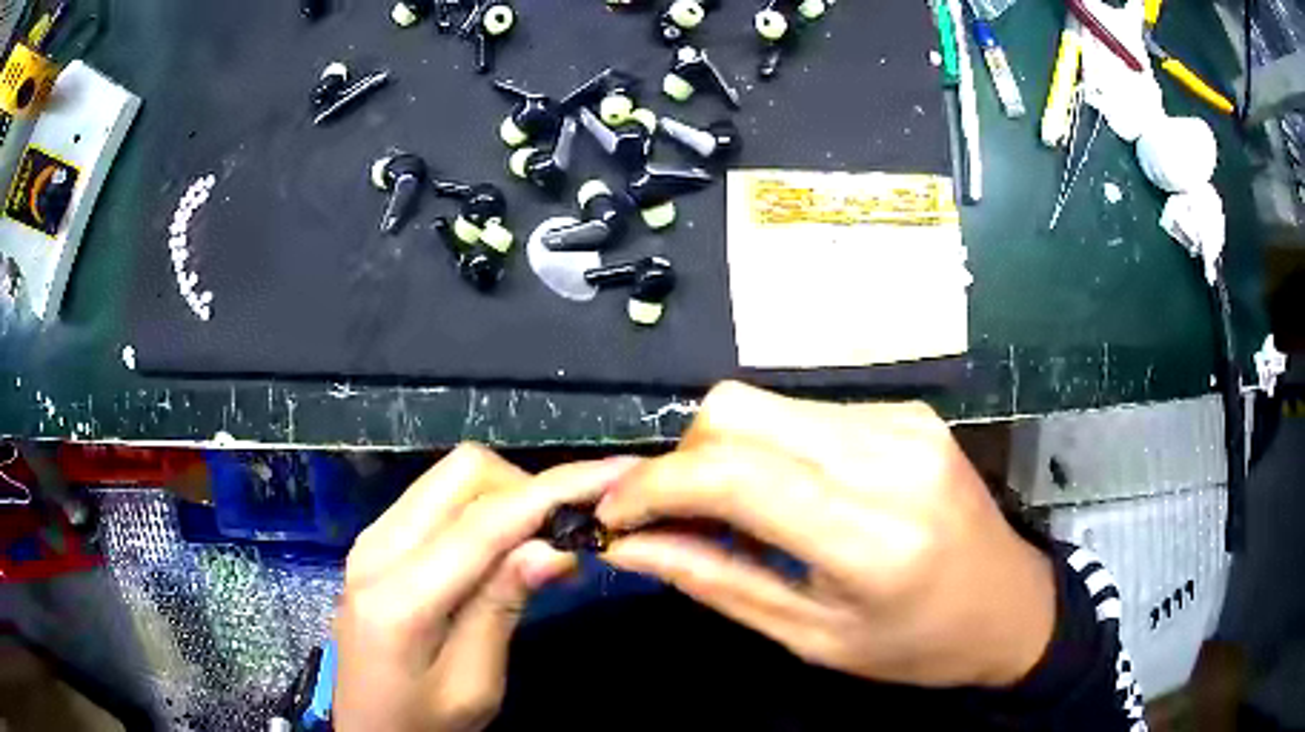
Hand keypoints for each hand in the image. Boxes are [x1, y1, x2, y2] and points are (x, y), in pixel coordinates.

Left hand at [335, 444, 636, 731]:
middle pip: (463, 472)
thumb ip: (502, 608)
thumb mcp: (473, 686)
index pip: (485, 522)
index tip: (615, 476)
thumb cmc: (422, 722)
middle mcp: (377, 547)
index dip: (554, 491)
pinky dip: (481, 508)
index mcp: (399, 596)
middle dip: (526, 487)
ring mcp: (372, 538)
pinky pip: (437, 498)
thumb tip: (555, 547)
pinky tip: (503, 550)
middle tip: (567, 534)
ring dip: (506, 496)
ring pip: (451, 477)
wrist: (365, 726)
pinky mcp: (377, 541)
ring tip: (542, 544)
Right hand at [596, 382, 1054, 687]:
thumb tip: (627, 545)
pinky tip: (790, 494)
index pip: (732, 474)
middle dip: (683, 460)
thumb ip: (716, 581)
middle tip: (678, 518)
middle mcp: (888, 456)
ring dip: (726, 453)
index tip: (614, 514)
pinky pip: (806, 412)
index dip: (653, 485)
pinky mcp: (906, 410)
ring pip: (766, 404)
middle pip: (738, 411)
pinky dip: (772, 448)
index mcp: (871, 535)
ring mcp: (902, 421)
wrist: (1010, 604)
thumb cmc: (916, 646)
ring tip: (737, 514)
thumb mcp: (812, 638)